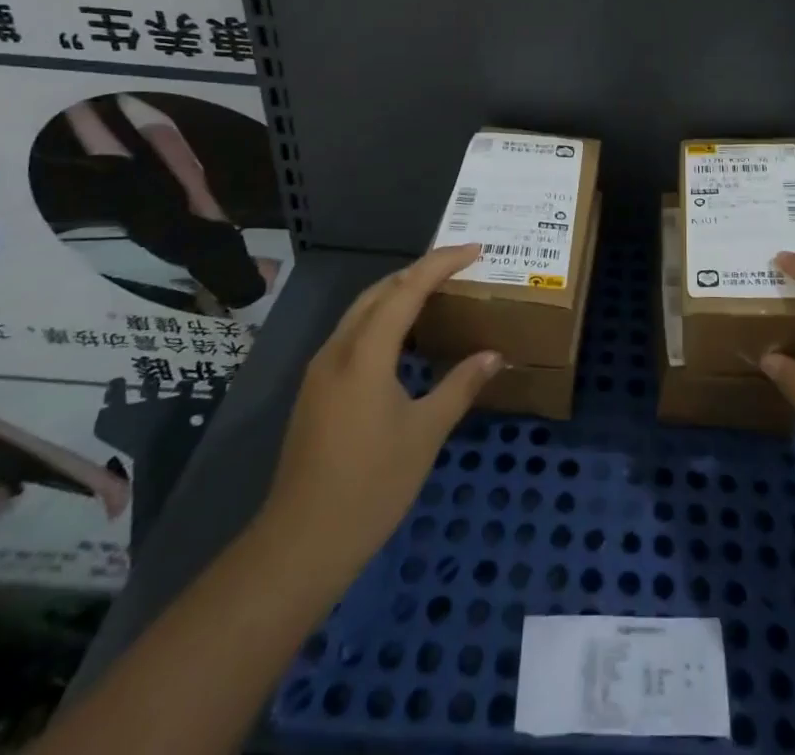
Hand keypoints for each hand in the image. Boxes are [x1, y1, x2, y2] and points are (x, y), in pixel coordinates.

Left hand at [258, 244, 502, 575]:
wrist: (300, 545)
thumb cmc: (371, 486)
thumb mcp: (425, 434)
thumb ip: (460, 386)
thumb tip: (494, 355)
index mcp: (365, 354)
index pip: (406, 289)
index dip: (441, 264)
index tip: (474, 250)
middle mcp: (338, 350)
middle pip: (379, 291)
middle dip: (418, 271)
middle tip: (459, 268)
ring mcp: (321, 370)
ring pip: (361, 311)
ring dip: (398, 294)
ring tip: (437, 294)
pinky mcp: (316, 390)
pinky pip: (353, 334)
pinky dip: (382, 319)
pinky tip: (404, 339)